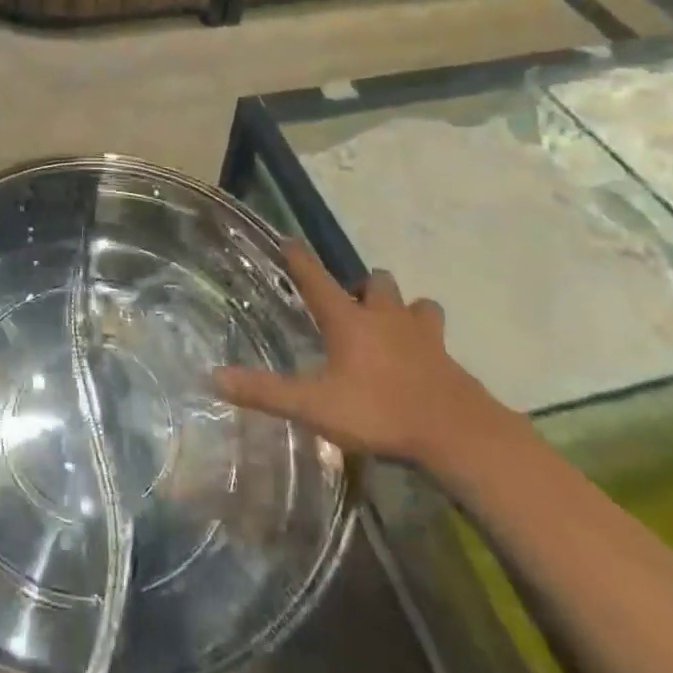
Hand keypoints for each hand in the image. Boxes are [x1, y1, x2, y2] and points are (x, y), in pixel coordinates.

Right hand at [211, 243, 515, 472]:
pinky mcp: (447, 356)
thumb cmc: (380, 412)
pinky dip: (426, 339)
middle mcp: (384, 316)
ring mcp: (421, 334)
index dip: (299, 258)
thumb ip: (265, 392)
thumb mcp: (314, 407)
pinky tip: (422, 360)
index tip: (288, 240)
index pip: (316, 278)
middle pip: (374, 281)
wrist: (458, 433)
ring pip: (413, 303)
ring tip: (390, 327)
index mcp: (348, 320)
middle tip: (350, 307)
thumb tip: (214, 377)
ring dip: (401, 308)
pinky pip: (435, 335)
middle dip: (362, 287)